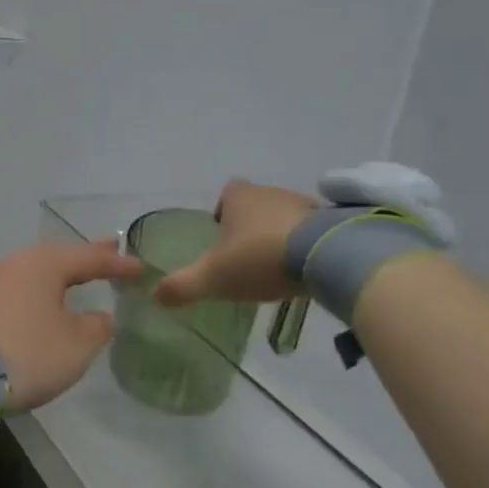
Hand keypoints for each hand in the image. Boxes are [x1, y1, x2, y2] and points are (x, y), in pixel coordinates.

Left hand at [0, 240, 139, 411]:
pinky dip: (43, 288)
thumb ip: (96, 326)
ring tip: (82, 273)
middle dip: (88, 258)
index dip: (118, 264)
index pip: (90, 258)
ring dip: (63, 272)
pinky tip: (49, 296)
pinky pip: (24, 287)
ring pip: (39, 270)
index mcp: (46, 263)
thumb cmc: (31, 353)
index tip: (141, 268)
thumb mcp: (77, 343)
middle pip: (61, 257)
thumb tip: (97, 317)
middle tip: (112, 253)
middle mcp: (19, 262)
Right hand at [154, 179, 318, 307]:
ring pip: (285, 216)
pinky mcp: (333, 221)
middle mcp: (271, 192)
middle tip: (246, 257)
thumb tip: (155, 295)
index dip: (223, 211)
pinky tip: (306, 269)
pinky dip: (307, 245)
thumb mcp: (213, 277)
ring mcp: (305, 204)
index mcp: (239, 197)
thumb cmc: (260, 258)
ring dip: (280, 235)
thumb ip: (183, 286)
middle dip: (251, 226)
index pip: (227, 193)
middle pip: (256, 204)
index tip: (222, 234)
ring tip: (277, 266)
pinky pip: (314, 231)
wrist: (327, 256)